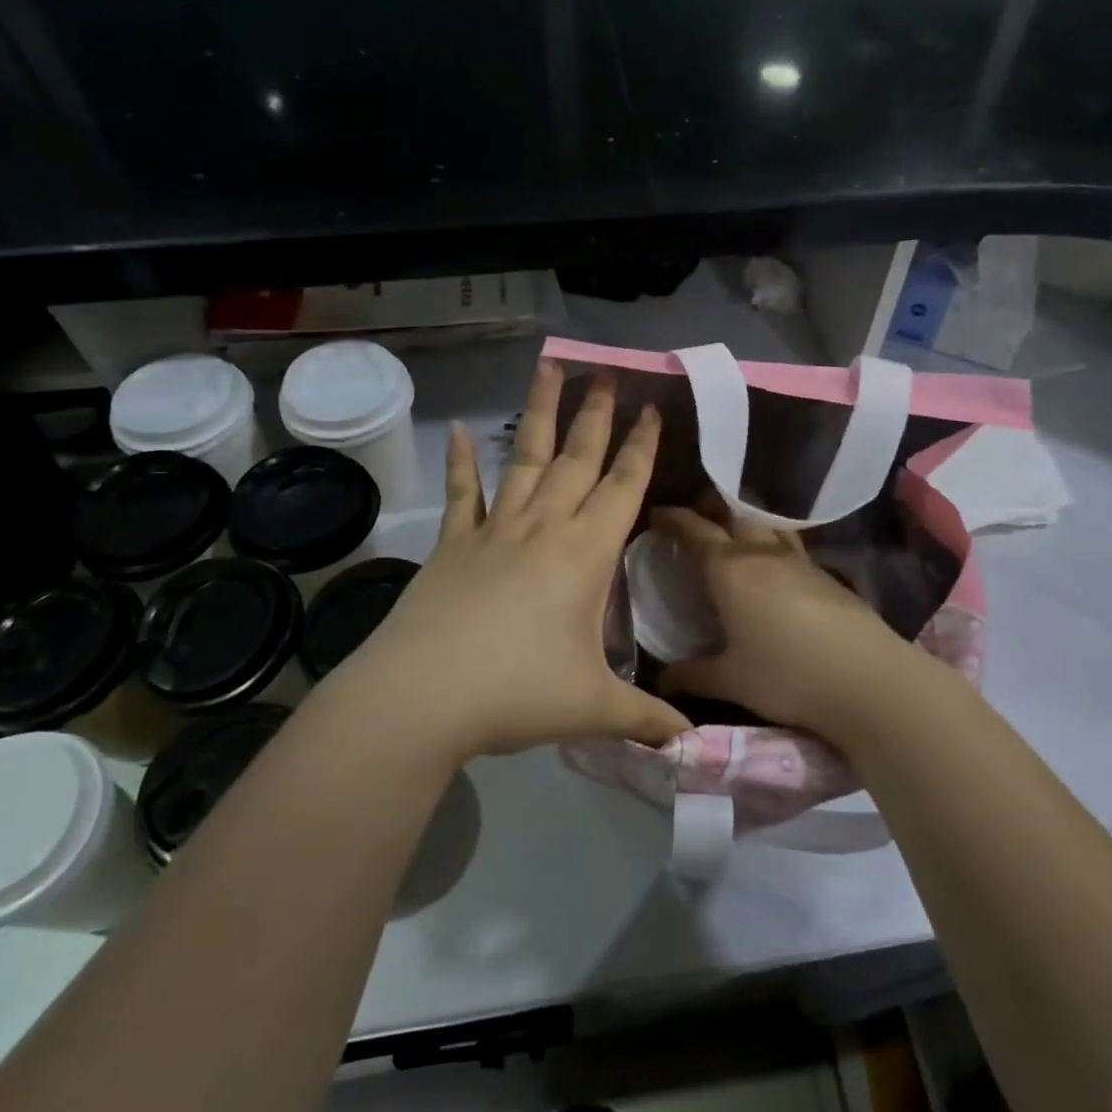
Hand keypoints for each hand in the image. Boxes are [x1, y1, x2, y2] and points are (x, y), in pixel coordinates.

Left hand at [314, 361, 690, 767]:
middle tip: (607, 371)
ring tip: (549, 369)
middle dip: (597, 414)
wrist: (422, 696)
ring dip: (539, 414)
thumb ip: (645, 718)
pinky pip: (461, 494)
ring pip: (523, 459)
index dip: (641, 447)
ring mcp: (493, 531)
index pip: (623, 487)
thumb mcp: (593, 708)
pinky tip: (457, 431)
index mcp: (584, 554)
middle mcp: (543, 528)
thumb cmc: (518, 692)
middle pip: (576, 458)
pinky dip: (460, 462)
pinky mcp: (453, 545)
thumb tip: (689, 741)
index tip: (652, 408)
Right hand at [653, 506, 926, 751]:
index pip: (695, 530)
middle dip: (713, 508)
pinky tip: (774, 574)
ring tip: (735, 540)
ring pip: (768, 527)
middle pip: (735, 513)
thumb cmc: (787, 675)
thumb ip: (692, 676)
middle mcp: (764, 554)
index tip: (657, 514)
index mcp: (730, 570)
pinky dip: (773, 549)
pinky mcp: (829, 576)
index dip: (673, 518)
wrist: (869, 680)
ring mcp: (801, 562)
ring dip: (747, 524)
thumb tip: (662, 680)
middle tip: (697, 519)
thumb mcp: (731, 680)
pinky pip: (791, 549)